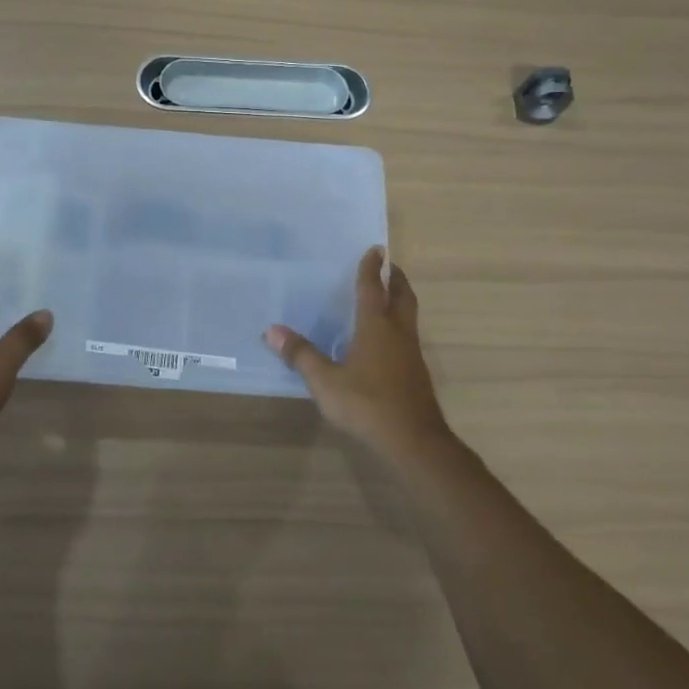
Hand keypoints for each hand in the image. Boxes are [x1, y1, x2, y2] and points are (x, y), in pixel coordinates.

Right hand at [265, 247, 450, 462]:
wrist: (413, 440)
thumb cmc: (367, 403)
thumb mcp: (325, 381)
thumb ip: (301, 355)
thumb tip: (272, 331)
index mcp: (376, 326)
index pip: (373, 288)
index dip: (373, 267)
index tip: (377, 249)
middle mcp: (397, 332)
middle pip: (402, 296)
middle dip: (396, 278)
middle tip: (388, 266)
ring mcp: (411, 353)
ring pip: (409, 316)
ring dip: (400, 300)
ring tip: (387, 296)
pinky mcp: (416, 372)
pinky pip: (408, 336)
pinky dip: (399, 325)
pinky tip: (386, 339)